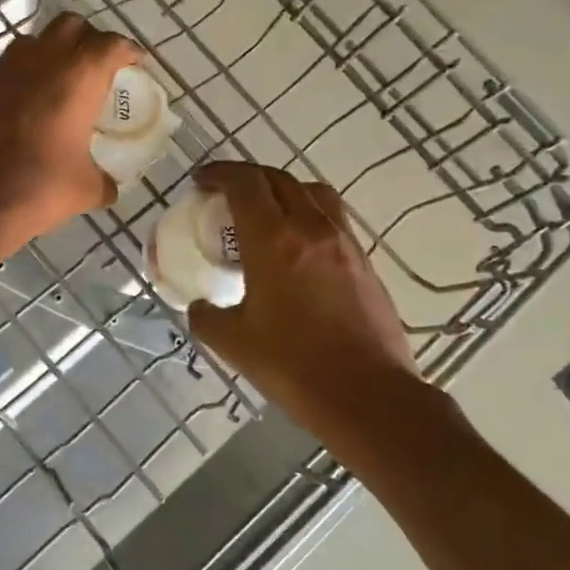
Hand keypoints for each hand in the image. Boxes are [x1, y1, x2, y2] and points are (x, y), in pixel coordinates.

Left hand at [0, 12, 140, 248]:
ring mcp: (8, 70)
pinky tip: (33, 102)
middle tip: (99, 65)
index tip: (136, 62)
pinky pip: (11, 66)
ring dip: (53, 49)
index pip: (111, 45)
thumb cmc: (41, 186)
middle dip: (89, 39)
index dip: (128, 51)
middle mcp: (44, 60)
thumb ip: (104, 180)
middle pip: (71, 26)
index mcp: (80, 76)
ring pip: (36, 40)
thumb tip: (109, 187)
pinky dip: (27, 73)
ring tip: (63, 78)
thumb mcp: (86, 188)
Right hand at [187, 161, 417, 421]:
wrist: (369, 396)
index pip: (244, 184)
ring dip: (282, 189)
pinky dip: (308, 213)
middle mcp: (311, 228)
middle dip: (247, 177)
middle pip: (278, 178)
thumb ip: (207, 317)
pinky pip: (332, 217)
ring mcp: (344, 241)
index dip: (219, 174)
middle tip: (226, 193)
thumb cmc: (294, 366)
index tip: (201, 182)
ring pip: (312, 191)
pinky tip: (297, 244)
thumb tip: (200, 307)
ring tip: (265, 210)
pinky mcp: (364, 260)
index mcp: (274, 240)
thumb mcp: (234, 344)